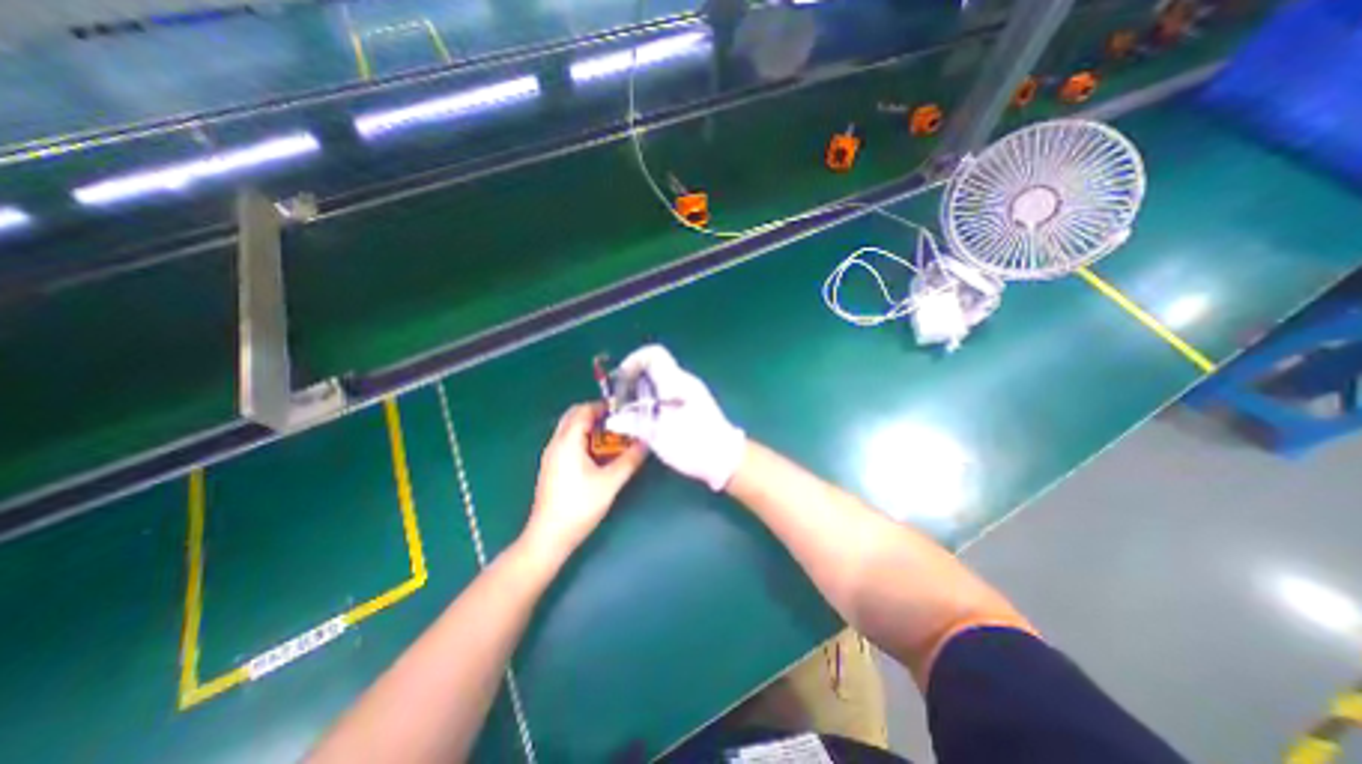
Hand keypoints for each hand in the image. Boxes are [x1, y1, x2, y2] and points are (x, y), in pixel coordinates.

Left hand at [522, 403, 647, 564]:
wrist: (549, 536)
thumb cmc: (579, 506)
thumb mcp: (610, 482)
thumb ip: (629, 460)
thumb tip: (646, 443)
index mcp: (567, 441)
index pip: (583, 411)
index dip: (602, 406)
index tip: (623, 410)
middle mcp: (556, 444)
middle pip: (574, 417)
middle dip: (595, 415)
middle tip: (618, 421)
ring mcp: (551, 456)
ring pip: (570, 430)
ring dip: (590, 428)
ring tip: (612, 437)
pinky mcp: (551, 468)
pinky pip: (567, 442)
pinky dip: (583, 439)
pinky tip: (597, 455)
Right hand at [600, 344, 743, 493]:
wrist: (726, 458)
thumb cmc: (692, 444)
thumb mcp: (659, 435)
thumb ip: (634, 422)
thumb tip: (613, 419)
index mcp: (675, 382)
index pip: (654, 354)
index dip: (633, 360)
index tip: (621, 378)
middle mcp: (684, 381)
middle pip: (654, 368)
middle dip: (634, 380)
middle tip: (621, 402)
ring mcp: (691, 392)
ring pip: (660, 382)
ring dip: (642, 393)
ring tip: (631, 414)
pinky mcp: (694, 404)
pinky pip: (668, 393)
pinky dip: (653, 401)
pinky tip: (648, 421)